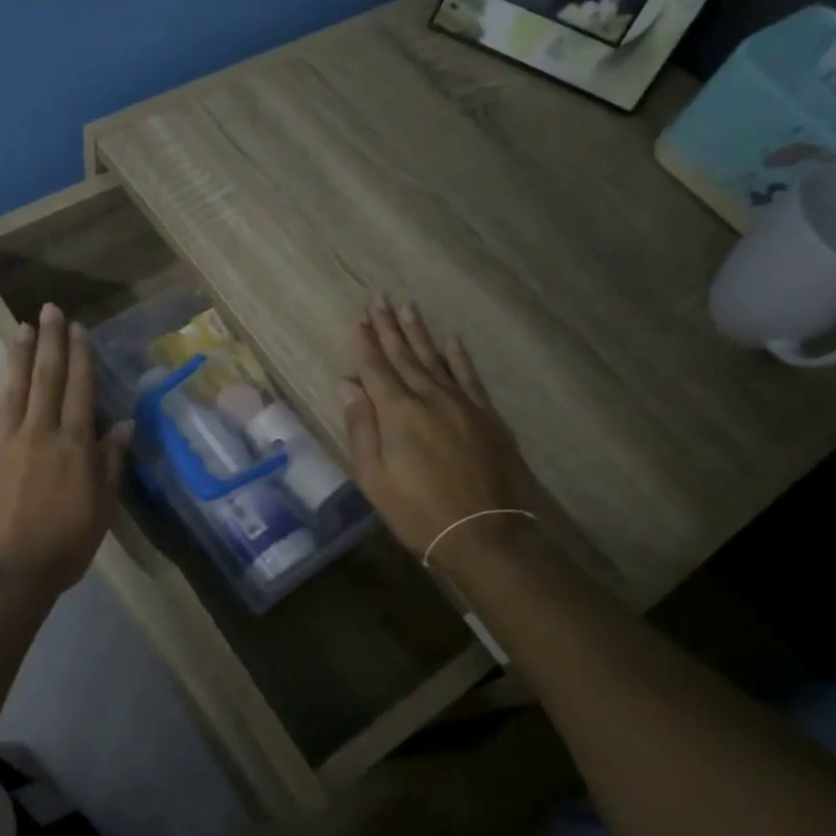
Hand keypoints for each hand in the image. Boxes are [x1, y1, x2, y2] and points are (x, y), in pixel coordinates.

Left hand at [0, 303, 130, 601]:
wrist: (5, 575)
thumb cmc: (62, 547)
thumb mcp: (101, 510)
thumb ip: (110, 464)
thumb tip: (123, 424)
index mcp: (74, 446)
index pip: (79, 390)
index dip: (80, 356)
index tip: (78, 329)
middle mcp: (40, 433)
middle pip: (46, 378)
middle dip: (50, 341)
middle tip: (49, 309)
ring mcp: (4, 442)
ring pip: (13, 388)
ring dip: (18, 356)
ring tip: (21, 327)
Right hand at [340, 299, 541, 575]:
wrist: (485, 535)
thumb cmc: (418, 512)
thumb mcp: (374, 478)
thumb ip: (361, 428)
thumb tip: (348, 386)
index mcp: (398, 414)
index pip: (376, 369)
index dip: (365, 343)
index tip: (357, 318)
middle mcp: (430, 399)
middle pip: (405, 356)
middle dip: (389, 328)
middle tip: (380, 300)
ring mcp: (463, 405)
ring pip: (436, 360)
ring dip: (420, 333)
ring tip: (408, 307)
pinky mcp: (487, 417)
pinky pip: (471, 378)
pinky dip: (460, 358)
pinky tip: (453, 341)